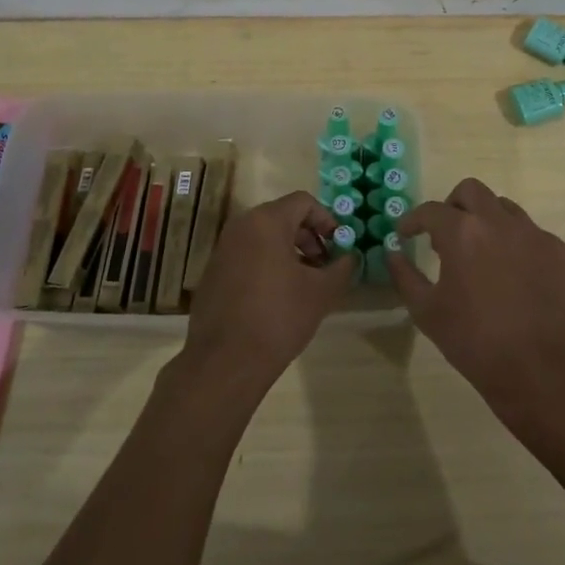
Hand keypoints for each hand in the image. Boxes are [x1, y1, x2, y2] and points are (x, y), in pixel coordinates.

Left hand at [183, 190, 354, 387]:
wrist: (225, 362)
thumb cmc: (279, 317)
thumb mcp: (322, 292)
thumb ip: (342, 266)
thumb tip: (350, 256)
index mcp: (266, 221)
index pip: (304, 202)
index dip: (327, 219)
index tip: (339, 246)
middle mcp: (240, 226)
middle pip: (283, 217)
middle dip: (309, 237)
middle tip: (325, 265)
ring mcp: (223, 249)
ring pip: (264, 237)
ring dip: (290, 252)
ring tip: (306, 283)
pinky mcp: (214, 272)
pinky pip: (247, 255)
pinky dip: (267, 264)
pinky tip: (278, 297)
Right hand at [387, 178, 564, 429]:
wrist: (541, 372)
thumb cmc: (475, 343)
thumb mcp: (427, 312)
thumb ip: (405, 276)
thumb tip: (394, 253)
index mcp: (463, 233)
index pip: (431, 210)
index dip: (414, 220)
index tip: (407, 233)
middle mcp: (500, 222)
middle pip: (471, 191)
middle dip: (453, 206)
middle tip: (445, 234)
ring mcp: (535, 235)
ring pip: (505, 209)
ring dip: (487, 222)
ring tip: (481, 255)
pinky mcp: (560, 252)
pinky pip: (532, 235)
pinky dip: (516, 246)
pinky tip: (514, 277)